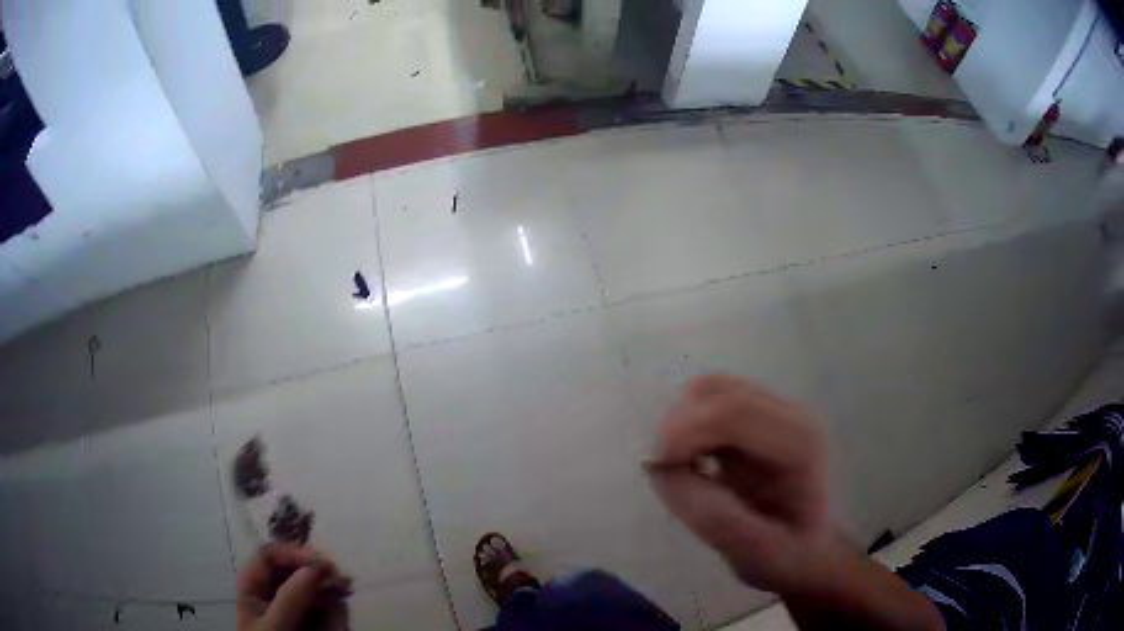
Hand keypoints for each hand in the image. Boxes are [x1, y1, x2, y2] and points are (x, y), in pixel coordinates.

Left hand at [236, 543, 352, 630]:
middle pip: (294, 566)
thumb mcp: (275, 626)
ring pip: (314, 583)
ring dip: (330, 583)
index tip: (320, 561)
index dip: (293, 552)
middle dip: (317, 568)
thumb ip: (291, 598)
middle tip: (340, 577)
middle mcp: (274, 590)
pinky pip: (329, 603)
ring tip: (345, 589)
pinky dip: (337, 601)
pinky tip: (342, 603)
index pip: (270, 556)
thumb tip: (315, 567)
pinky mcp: (316, 619)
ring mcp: (296, 605)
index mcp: (254, 586)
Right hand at [648, 375, 833, 594]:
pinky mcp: (754, 415)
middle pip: (720, 391)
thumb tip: (666, 473)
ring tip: (677, 467)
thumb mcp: (759, 555)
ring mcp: (773, 410)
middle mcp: (790, 415)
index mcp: (800, 444)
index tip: (658, 468)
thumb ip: (718, 520)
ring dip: (680, 423)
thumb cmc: (788, 555)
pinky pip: (709, 400)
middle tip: (659, 471)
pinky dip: (686, 424)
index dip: (687, 430)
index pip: (736, 411)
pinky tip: (690, 459)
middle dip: (678, 426)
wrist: (805, 547)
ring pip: (711, 389)